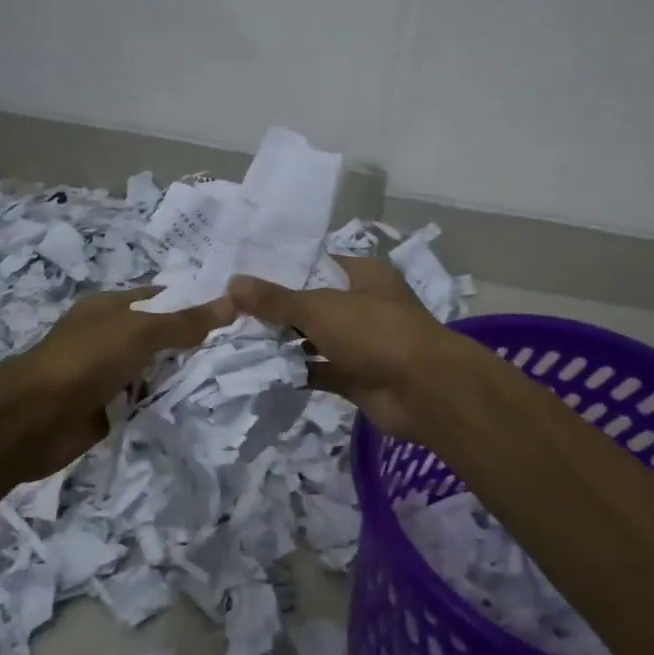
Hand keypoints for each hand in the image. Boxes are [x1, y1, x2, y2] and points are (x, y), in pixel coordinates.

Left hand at [0, 287, 232, 478]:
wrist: (31, 419)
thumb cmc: (85, 361)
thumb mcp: (140, 332)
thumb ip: (185, 322)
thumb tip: (233, 301)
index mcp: (111, 308)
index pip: (163, 298)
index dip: (196, 303)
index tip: (238, 313)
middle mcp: (110, 337)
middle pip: (162, 337)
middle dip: (195, 345)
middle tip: (242, 351)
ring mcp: (108, 375)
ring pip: (155, 372)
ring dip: (181, 378)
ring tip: (229, 380)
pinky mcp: (108, 410)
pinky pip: (145, 403)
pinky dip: (164, 405)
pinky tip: (198, 408)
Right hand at [229, 256, 464, 444]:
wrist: (423, 391)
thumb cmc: (375, 332)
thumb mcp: (320, 308)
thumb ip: (276, 299)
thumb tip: (232, 283)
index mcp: (363, 275)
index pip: (317, 263)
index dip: (282, 268)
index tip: (242, 273)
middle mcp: (363, 305)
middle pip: (312, 303)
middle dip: (276, 309)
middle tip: (229, 310)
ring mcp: (361, 344)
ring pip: (314, 339)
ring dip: (283, 342)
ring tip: (234, 339)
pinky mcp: (356, 377)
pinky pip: (319, 371)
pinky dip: (295, 372)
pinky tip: (259, 371)